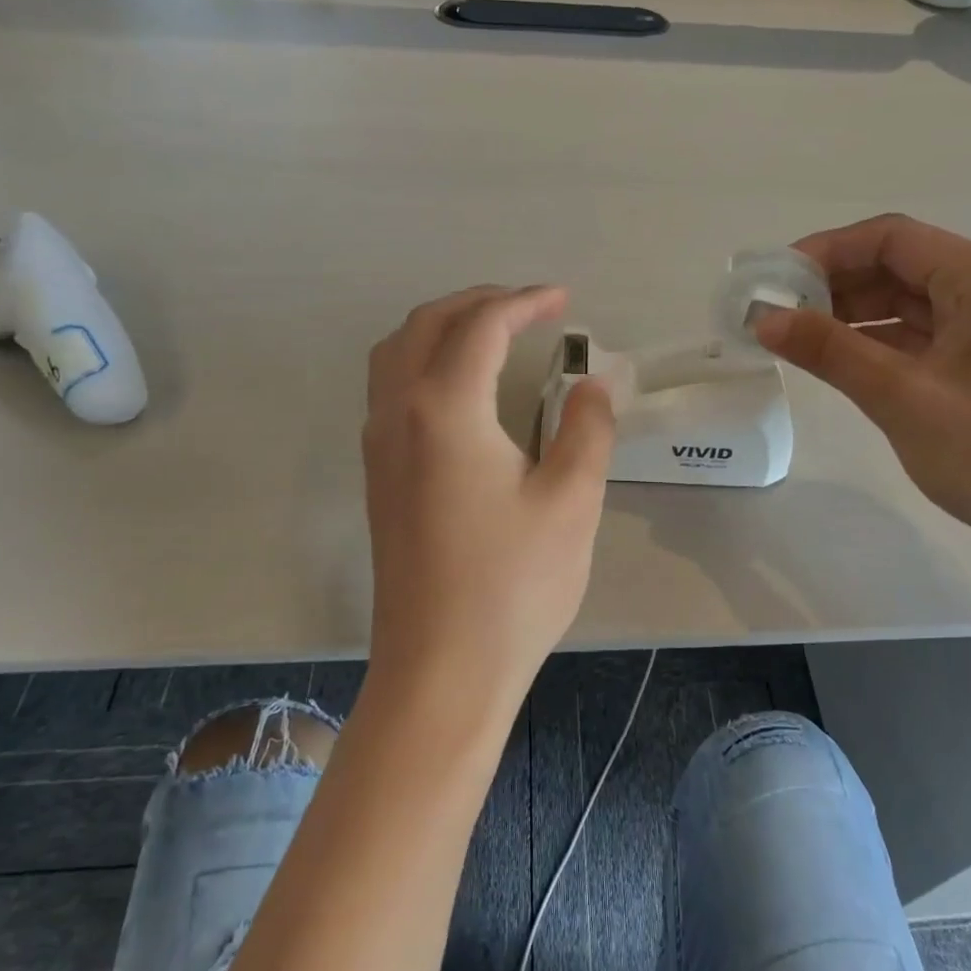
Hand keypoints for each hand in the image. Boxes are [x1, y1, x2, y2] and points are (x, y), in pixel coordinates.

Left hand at [362, 285, 614, 710]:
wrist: (441, 670)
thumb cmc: (513, 585)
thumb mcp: (571, 501)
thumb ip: (587, 429)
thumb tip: (592, 385)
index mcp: (445, 409)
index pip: (482, 326)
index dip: (525, 303)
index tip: (564, 300)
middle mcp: (398, 414)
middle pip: (426, 325)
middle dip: (478, 302)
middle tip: (529, 308)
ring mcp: (379, 447)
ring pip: (395, 353)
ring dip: (442, 327)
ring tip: (492, 334)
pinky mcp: (379, 478)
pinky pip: (389, 388)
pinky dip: (423, 361)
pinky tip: (461, 390)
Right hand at [755, 215, 970, 567]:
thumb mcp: (903, 397)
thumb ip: (830, 351)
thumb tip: (763, 318)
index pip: (891, 238)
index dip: (826, 251)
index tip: (774, 281)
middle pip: (897, 266)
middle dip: (833, 286)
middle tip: (774, 315)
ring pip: (904, 303)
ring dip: (849, 317)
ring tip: (792, 339)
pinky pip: (917, 336)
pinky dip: (873, 344)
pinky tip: (834, 361)